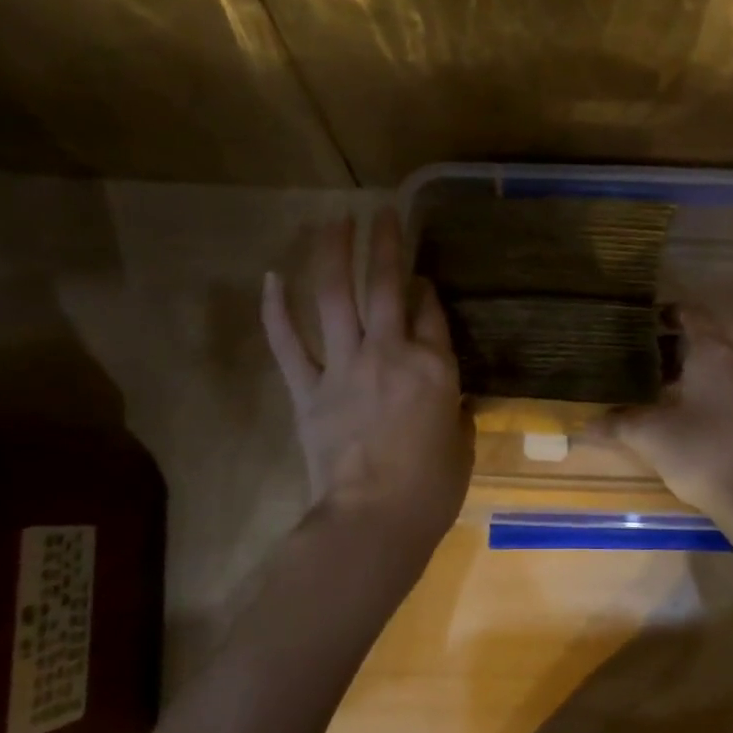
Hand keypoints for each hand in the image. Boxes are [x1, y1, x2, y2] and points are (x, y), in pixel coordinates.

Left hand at [262, 210, 472, 549]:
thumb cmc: (431, 491)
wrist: (373, 520)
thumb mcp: (461, 444)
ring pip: (335, 298)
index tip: (421, 275)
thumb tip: (445, 394)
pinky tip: (271, 277)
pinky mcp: (307, 389)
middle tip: (383, 212)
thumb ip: (454, 408)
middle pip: (385, 286)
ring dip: (333, 254)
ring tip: (334, 221)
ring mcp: (344, 367)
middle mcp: (389, 353)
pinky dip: (276, 309)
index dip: (426, 288)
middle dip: (385, 244)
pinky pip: (288, 342)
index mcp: (434, 368)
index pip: (431, 312)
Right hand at [598, 306, 732, 528]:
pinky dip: (700, 388)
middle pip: (703, 338)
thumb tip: (585, 423)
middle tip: (632, 354)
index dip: (665, 312)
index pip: (691, 314)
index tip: (637, 321)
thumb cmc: (703, 452)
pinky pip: (725, 386)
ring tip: (648, 384)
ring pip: (715, 364)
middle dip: (669, 344)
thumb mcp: (651, 436)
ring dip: (685, 369)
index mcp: (714, 353)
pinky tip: (676, 411)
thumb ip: (617, 423)